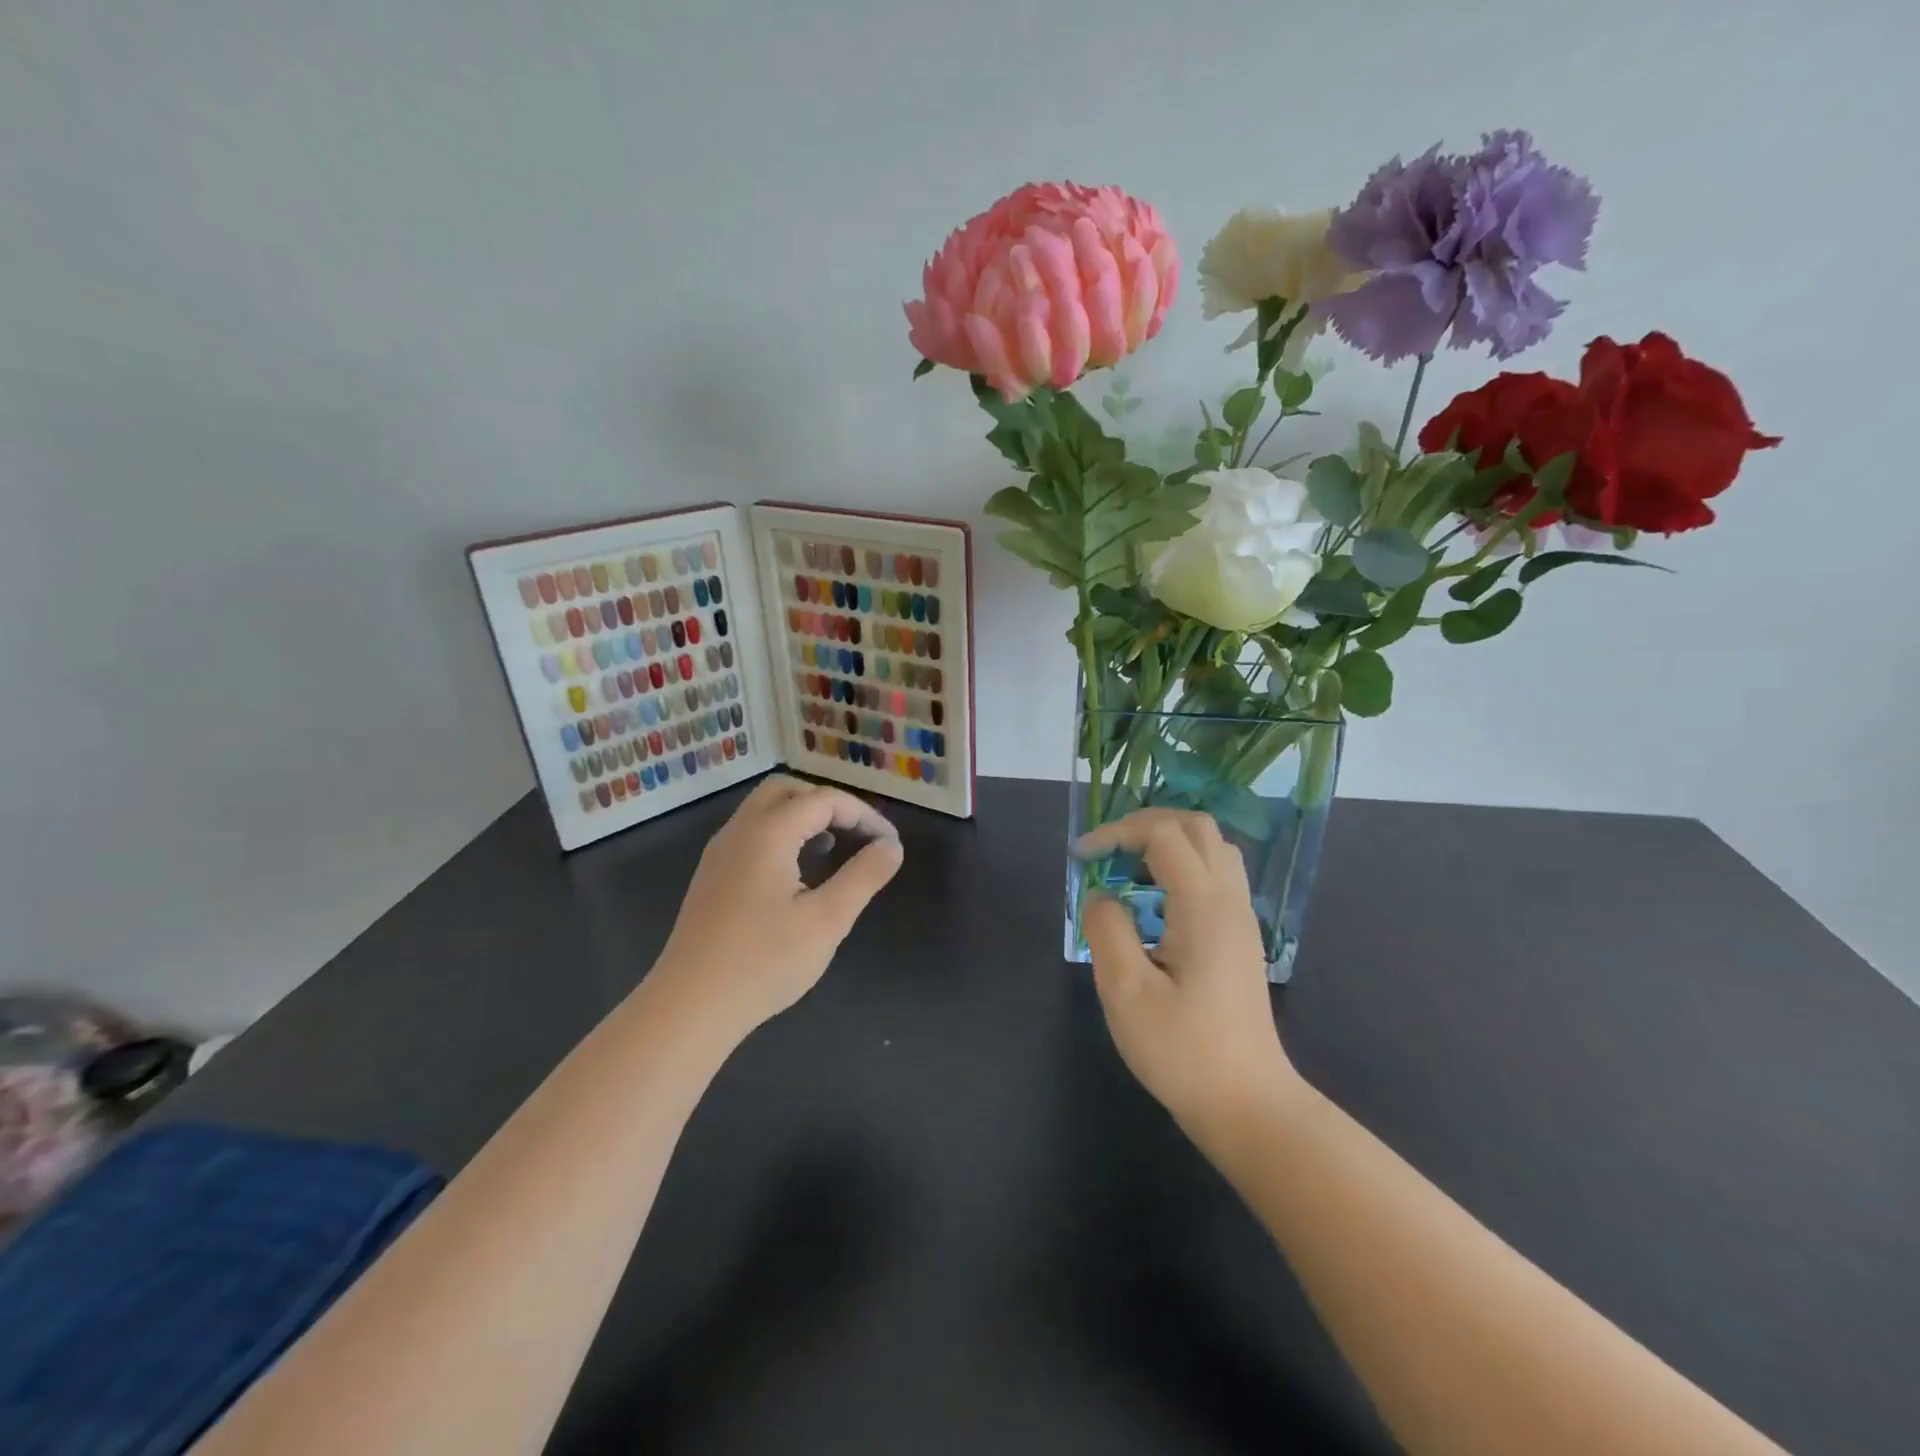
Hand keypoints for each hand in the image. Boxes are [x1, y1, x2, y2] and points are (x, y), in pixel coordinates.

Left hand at [651, 775, 902, 1040]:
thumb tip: (891, 845)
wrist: (689, 1007)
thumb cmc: (763, 962)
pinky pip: (752, 834)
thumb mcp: (827, 920)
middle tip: (857, 833)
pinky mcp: (712, 877)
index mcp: (768, 833)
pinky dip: (782, 835)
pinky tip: (798, 873)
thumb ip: (864, 876)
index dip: (863, 815)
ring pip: (765, 810)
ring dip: (803, 817)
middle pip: (787, 790)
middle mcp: (739, 831)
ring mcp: (719, 854)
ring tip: (834, 847)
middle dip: (828, 803)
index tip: (889, 843)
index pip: (824, 800)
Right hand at [1078, 808, 1299, 1131]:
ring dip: (1166, 843)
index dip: (1117, 833)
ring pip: (1211, 847)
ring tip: (1128, 873)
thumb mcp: (1126, 993)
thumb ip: (1106, 930)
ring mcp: (1241, 918)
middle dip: (1144, 825)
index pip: (1164, 834)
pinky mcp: (1240, 937)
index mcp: (1204, 907)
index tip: (1082, 859)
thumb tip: (1100, 895)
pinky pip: (1216, 875)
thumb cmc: (1183, 1052)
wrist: (1248, 1104)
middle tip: (1107, 852)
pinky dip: (1181, 867)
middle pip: (1195, 826)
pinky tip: (1153, 903)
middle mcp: (1230, 901)